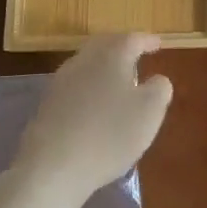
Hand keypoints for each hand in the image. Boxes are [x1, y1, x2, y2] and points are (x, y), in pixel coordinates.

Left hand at [15, 34, 172, 205]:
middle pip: (105, 44)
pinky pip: (74, 86)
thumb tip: (157, 80)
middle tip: (137, 55)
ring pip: (87, 64)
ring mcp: (61, 82)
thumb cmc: (110, 134)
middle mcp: (84, 60)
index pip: (133, 39)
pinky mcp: (46, 105)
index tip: (159, 44)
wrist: (52, 168)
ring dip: (104, 67)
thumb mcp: (150, 112)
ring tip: (117, 80)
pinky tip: (94, 104)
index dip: (148, 41)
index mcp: (112, 55)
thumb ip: (160, 89)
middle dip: (122, 47)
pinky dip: (89, 87)